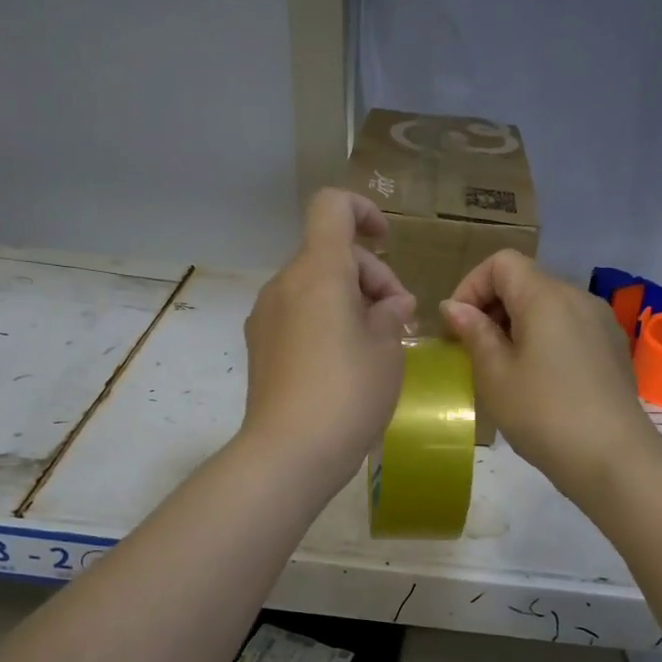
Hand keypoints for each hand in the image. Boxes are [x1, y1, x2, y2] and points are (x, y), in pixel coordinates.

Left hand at [240, 189, 416, 484]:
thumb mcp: (387, 350)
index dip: (363, 211)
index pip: (332, 208)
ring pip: (315, 285)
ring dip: (350, 300)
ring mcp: (267, 315)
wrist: (288, 454)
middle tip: (401, 320)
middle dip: (371, 276)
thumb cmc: (348, 394)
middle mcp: (285, 284)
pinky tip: (347, 362)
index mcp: (318, 271)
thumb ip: (391, 313)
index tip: (388, 243)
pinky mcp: (260, 345)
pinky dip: (326, 320)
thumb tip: (389, 304)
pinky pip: (299, 313)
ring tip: (379, 345)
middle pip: (330, 253)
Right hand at [440, 250, 661, 498]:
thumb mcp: (495, 374)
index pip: (502, 263)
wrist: (613, 459)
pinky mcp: (612, 348)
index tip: (458, 326)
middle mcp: (578, 297)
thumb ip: (473, 332)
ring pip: (548, 305)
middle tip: (473, 350)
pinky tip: (539, 380)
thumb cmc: (543, 414)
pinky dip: (544, 339)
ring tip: (503, 367)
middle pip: (526, 281)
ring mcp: (601, 322)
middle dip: (492, 307)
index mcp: (546, 296)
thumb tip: (455, 306)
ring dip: (517, 324)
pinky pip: (569, 327)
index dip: (471, 286)